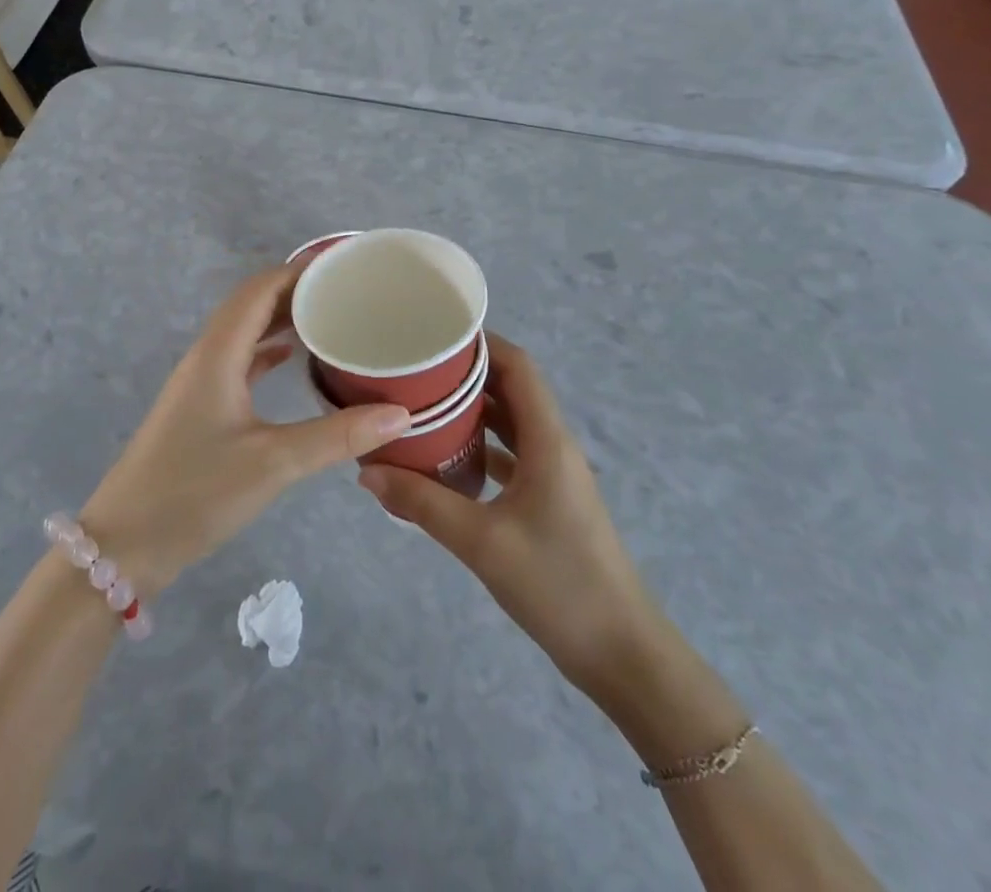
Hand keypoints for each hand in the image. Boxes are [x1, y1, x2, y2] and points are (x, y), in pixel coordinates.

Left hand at [82, 267, 410, 595]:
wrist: (126, 544)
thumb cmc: (195, 493)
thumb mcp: (273, 463)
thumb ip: (337, 436)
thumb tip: (401, 414)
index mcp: (218, 353)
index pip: (260, 288)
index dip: (300, 270)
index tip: (344, 264)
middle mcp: (207, 356)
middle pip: (252, 303)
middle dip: (297, 290)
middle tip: (347, 290)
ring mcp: (200, 382)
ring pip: (245, 331)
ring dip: (282, 318)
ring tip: (330, 316)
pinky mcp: (200, 407)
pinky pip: (239, 360)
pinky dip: (267, 350)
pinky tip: (292, 359)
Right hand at [357, 333, 667, 695]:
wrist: (624, 657)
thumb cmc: (559, 586)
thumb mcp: (482, 543)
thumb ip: (423, 504)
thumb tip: (367, 471)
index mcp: (548, 440)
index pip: (518, 367)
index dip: (482, 342)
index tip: (435, 333)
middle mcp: (554, 446)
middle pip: (512, 390)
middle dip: (467, 374)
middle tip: (415, 367)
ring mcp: (554, 476)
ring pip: (511, 424)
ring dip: (473, 411)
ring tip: (422, 403)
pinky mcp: (550, 502)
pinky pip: (512, 456)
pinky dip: (482, 448)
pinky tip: (446, 459)